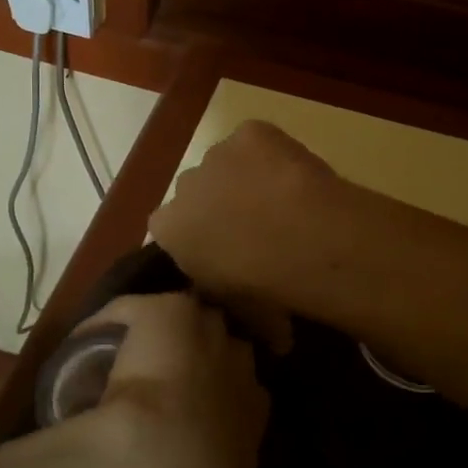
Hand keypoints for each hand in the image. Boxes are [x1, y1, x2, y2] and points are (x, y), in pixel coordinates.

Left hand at [56, 292, 268, 467]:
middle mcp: (239, 369)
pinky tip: (86, 341)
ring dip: (168, 334)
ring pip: (190, 320)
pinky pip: (134, 311)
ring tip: (132, 352)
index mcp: (253, 420)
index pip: (251, 392)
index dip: (224, 393)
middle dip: (205, 354)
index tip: (197, 408)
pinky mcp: (168, 313)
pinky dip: (110, 323)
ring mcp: (206, 335)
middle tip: (169, 373)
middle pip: (228, 346)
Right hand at [149, 121, 339, 340]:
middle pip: (196, 193)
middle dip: (217, 205)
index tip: (225, 253)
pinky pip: (255, 142)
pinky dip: (270, 154)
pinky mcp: (249, 132)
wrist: (299, 237)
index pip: (170, 230)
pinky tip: (292, 174)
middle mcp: (182, 187)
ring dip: (244, 178)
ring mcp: (216, 154)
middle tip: (256, 228)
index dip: (198, 239)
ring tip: (283, 201)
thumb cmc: (262, 284)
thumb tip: (272, 336)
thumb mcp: (239, 308)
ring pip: (225, 165)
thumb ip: (236, 304)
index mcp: (168, 229)